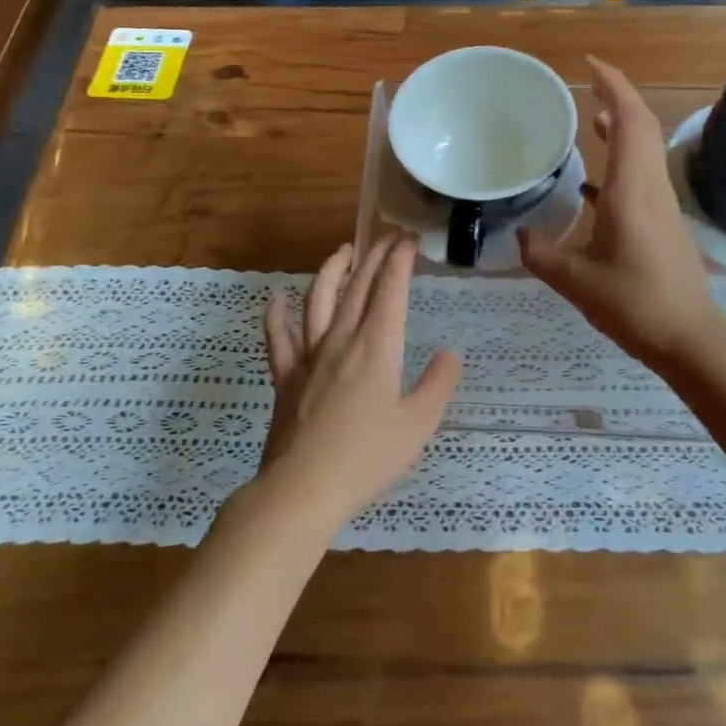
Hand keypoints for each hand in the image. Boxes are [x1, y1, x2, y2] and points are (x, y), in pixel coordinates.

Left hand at [259, 235, 460, 527]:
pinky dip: (275, 315)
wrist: (303, 488)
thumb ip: (438, 385)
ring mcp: (308, 357)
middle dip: (374, 257)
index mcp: (376, 347)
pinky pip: (277, 338)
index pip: (390, 291)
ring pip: (318, 301)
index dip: (400, 261)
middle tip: (387, 237)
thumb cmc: (367, 458)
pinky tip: (276, 297)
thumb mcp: (418, 425)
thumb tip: (449, 354)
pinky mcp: (284, 378)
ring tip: (343, 252)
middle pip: (358, 287)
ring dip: (331, 272)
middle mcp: (341, 341)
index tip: (409, 239)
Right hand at [519, 56, 723, 367]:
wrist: (691, 338)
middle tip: (586, 83)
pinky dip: (622, 159)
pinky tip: (594, 180)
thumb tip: (520, 236)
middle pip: (642, 125)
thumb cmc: (635, 304)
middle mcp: (651, 187)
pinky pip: (644, 173)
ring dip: (622, 126)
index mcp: (631, 190)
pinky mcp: (664, 221)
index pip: (628, 121)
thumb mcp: (576, 282)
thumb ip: (542, 255)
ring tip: (589, 119)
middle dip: (617, 96)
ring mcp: (662, 203)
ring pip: (646, 148)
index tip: (589, 65)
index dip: (613, 85)